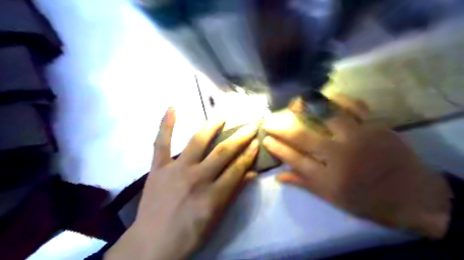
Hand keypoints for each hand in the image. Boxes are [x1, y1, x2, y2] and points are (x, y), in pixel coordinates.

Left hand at [106, 108, 258, 259]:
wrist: (152, 242)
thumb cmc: (189, 233)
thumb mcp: (217, 217)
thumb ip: (233, 193)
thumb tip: (251, 173)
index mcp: (213, 195)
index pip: (237, 168)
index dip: (249, 154)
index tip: (256, 142)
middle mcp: (197, 178)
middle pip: (223, 152)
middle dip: (240, 138)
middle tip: (249, 126)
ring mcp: (176, 169)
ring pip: (198, 142)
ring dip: (212, 127)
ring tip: (221, 117)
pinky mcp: (158, 168)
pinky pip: (161, 143)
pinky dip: (166, 125)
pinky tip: (172, 108)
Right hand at [265, 95, 453, 239]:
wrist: (414, 196)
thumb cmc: (369, 201)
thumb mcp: (333, 198)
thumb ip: (304, 183)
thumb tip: (278, 176)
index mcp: (329, 178)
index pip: (294, 158)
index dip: (277, 147)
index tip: (265, 138)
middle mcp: (341, 156)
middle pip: (303, 136)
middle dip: (281, 127)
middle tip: (269, 120)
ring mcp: (360, 137)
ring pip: (327, 115)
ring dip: (306, 106)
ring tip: (293, 103)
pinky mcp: (376, 125)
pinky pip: (354, 105)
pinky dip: (337, 99)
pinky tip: (325, 97)